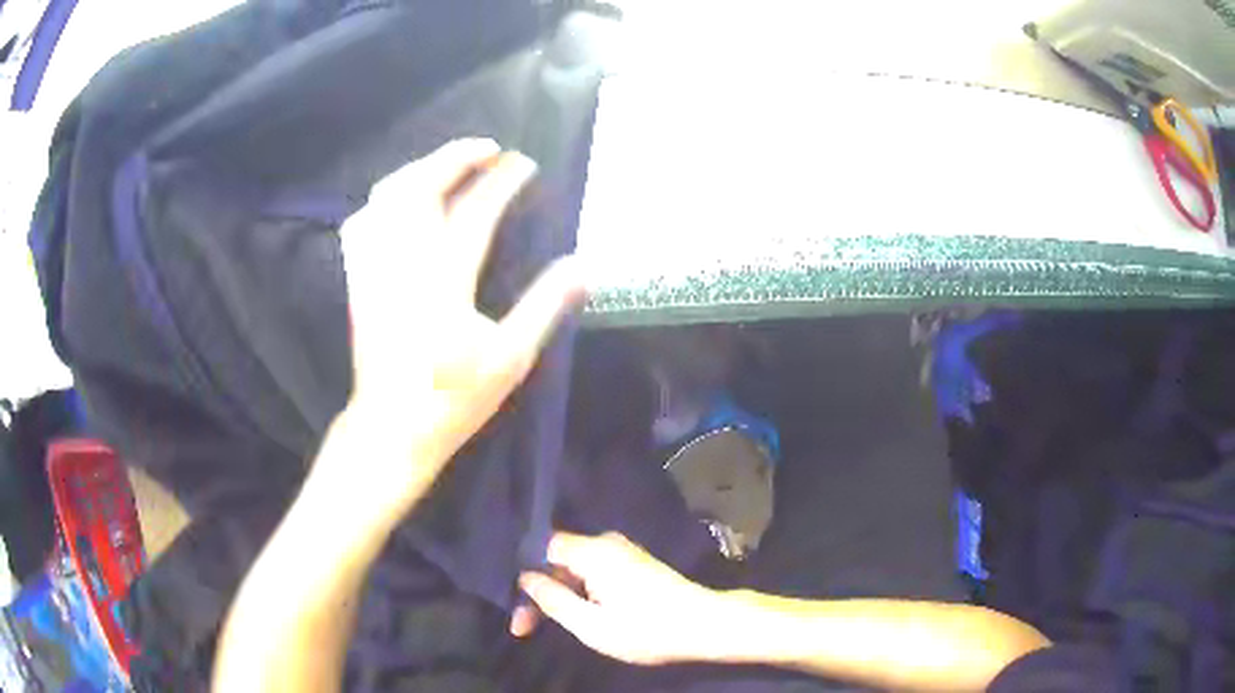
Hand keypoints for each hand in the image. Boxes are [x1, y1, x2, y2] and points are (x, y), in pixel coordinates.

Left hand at [329, 139, 584, 523]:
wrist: (393, 426)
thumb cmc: (454, 397)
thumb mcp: (511, 359)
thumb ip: (544, 306)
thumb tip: (583, 266)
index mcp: (445, 280)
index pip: (477, 211)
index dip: (503, 181)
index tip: (525, 164)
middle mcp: (405, 262)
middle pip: (422, 188)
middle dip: (455, 157)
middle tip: (487, 149)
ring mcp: (375, 268)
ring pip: (387, 197)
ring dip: (420, 169)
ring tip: (447, 166)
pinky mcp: (359, 280)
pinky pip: (361, 223)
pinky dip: (382, 201)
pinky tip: (399, 202)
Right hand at [512, 532, 724, 665]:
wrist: (705, 625)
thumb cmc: (647, 630)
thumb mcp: (592, 625)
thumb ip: (553, 600)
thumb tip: (525, 578)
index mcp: (594, 551)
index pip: (542, 548)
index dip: (524, 580)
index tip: (519, 616)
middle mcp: (607, 542)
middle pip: (558, 559)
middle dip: (541, 592)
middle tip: (527, 628)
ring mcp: (624, 551)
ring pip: (575, 568)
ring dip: (560, 594)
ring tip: (549, 624)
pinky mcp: (635, 563)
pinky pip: (593, 571)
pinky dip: (580, 592)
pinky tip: (577, 612)